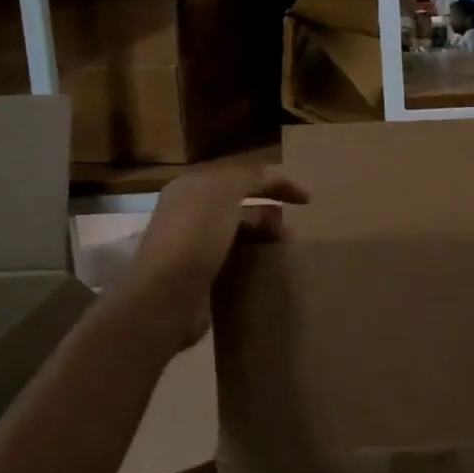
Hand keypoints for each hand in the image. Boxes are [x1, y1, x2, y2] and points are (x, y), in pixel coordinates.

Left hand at [131, 164, 307, 350]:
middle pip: (240, 204)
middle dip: (270, 212)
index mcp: (191, 186)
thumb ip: (251, 177)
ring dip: (263, 238)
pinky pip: (232, 259)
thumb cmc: (196, 235)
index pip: (241, 175)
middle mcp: (188, 211)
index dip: (275, 182)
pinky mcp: (197, 275)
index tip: (307, 200)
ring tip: (283, 250)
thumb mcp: (225, 191)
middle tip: (291, 230)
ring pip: (238, 233)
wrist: (166, 296)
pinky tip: (266, 269)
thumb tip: (272, 177)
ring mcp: (191, 245)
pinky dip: (252, 261)